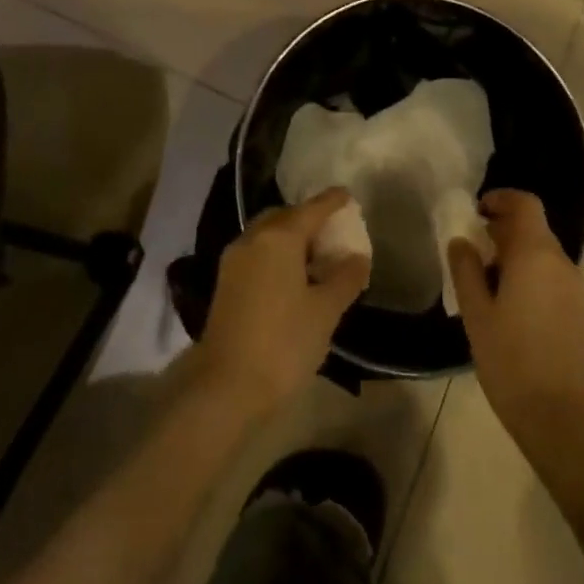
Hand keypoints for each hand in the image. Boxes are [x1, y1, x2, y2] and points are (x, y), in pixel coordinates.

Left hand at [192, 189, 369, 414]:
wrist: (226, 387)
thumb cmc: (283, 343)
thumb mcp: (325, 311)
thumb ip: (345, 278)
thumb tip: (358, 257)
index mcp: (279, 237)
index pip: (312, 208)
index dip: (332, 201)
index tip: (348, 195)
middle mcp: (253, 238)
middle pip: (285, 216)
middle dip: (308, 218)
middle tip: (332, 232)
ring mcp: (234, 260)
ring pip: (267, 234)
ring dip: (290, 237)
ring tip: (315, 257)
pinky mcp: (225, 282)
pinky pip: (257, 252)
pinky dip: (276, 253)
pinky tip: (292, 277)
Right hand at [448, 190, 583, 458]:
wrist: (562, 418)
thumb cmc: (511, 360)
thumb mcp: (476, 313)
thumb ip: (466, 269)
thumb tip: (461, 240)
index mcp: (535, 254)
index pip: (525, 203)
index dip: (501, 198)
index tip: (476, 211)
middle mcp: (560, 262)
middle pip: (533, 226)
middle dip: (503, 227)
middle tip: (473, 245)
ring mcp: (574, 287)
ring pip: (542, 251)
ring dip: (515, 251)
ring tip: (485, 276)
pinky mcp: (578, 310)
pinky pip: (550, 274)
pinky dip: (529, 271)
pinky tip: (507, 301)